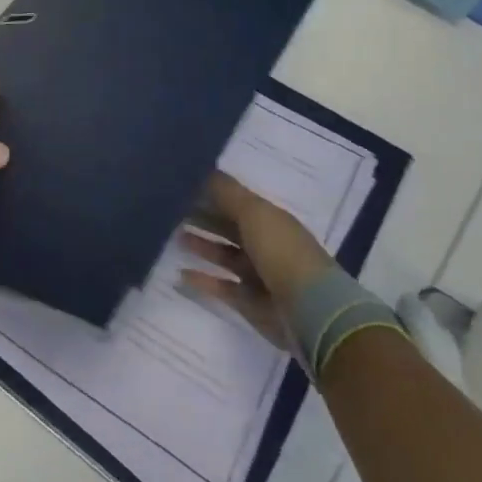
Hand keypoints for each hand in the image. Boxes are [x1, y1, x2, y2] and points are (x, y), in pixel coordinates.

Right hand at [178, 172, 336, 348]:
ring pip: (223, 254)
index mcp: (270, 220)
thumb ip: (226, 192)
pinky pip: (221, 286)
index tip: (181, 184)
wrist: (311, 312)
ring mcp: (258, 275)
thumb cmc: (282, 252)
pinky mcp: (250, 302)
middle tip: (170, 209)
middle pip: (229, 227)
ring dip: (201, 245)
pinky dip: (202, 280)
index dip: (211, 192)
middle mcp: (265, 244)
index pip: (237, 201)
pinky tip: (180, 274)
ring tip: (174, 236)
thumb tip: (202, 170)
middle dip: (203, 216)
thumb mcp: (254, 212)